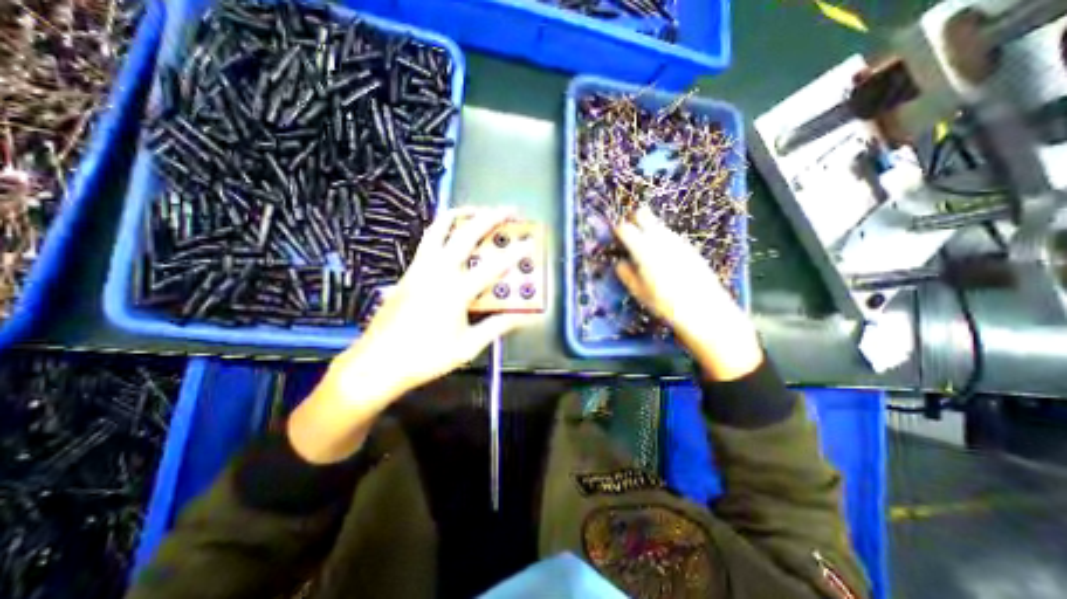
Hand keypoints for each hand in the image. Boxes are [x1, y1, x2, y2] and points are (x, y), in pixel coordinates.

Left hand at [291, 207, 537, 462]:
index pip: (493, 266)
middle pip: (465, 234)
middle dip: (490, 217)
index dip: (515, 253)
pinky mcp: (408, 272)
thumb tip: (523, 318)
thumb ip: (496, 327)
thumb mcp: (468, 346)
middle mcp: (437, 271)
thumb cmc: (426, 357)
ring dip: (461, 215)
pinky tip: (452, 235)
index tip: (530, 242)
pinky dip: (444, 229)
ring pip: (439, 228)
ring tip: (477, 210)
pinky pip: (428, 241)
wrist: (377, 363)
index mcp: (455, 291)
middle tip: (509, 210)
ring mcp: (419, 268)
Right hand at [613, 207, 762, 380]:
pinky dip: (662, 238)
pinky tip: (664, 255)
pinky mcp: (688, 246)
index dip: (618, 229)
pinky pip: (670, 235)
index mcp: (643, 249)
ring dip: (649, 229)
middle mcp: (659, 239)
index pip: (625, 228)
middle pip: (643, 214)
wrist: (703, 308)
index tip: (616, 236)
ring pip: (658, 224)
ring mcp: (676, 240)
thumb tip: (620, 263)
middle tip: (630, 233)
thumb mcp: (639, 292)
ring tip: (646, 247)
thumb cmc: (665, 303)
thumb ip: (626, 274)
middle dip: (633, 219)